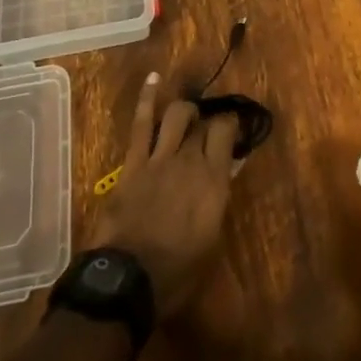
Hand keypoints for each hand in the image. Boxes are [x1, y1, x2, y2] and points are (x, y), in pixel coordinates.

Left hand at [88, 73, 242, 316]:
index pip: (226, 133)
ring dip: (185, 111)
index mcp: (214, 181)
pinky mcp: (133, 161)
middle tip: (209, 131)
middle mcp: (190, 160)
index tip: (231, 131)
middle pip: (203, 125)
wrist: (128, 281)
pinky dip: (147, 98)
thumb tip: (228, 171)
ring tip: (188, 116)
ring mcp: (159, 157)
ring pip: (177, 115)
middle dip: (208, 124)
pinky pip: (141, 123)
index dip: (230, 126)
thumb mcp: (211, 242)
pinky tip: (154, 78)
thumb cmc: (177, 273)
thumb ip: (219, 200)